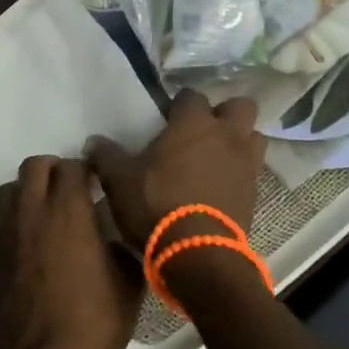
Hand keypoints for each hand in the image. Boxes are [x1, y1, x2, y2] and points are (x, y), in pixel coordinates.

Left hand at [0, 156, 143, 348]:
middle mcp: (34, 210)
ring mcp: (10, 229)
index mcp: (69, 210)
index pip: (74, 166)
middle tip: (74, 189)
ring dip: (30, 189)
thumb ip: (124, 250)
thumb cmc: (90, 320)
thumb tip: (119, 241)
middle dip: (55, 169)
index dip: (88, 170)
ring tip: (50, 208)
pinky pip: (4, 216)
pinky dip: (19, 214)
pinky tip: (37, 236)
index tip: (101, 183)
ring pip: (12, 187)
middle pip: (35, 165)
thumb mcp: (128, 286)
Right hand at [87, 89, 264, 250]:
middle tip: (202, 131)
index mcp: (193, 123)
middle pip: (240, 106)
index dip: (179, 104)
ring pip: (253, 137)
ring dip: (239, 142)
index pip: (191, 96)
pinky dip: (240, 173)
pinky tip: (221, 186)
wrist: (198, 252)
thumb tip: (93, 142)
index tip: (167, 118)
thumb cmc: (156, 205)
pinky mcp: (255, 193)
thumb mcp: (119, 180)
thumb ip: (106, 156)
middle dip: (224, 114)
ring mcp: (246, 164)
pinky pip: (252, 171)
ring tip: (217, 157)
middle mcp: (226, 136)